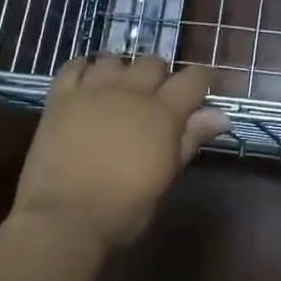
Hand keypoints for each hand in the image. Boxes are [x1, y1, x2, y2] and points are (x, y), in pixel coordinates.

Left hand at [15, 55, 229, 249]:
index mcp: (162, 112)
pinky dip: (83, 68)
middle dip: (160, 76)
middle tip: (156, 97)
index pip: (192, 78)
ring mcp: (93, 91)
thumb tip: (221, 116)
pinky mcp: (60, 98)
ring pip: (114, 60)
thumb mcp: (166, 177)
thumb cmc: (124, 210)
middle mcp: (131, 91)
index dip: (201, 79)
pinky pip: (73, 66)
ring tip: (119, 89)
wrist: (64, 220)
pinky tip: (86, 81)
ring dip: (122, 71)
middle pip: (153, 63)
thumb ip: (190, 140)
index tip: (203, 87)